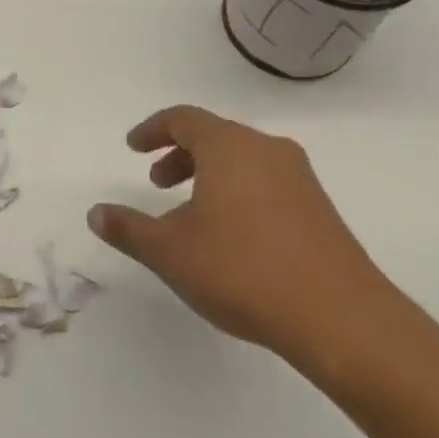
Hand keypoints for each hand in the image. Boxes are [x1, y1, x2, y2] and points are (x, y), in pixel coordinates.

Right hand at [88, 105, 396, 371]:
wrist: (341, 318)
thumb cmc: (243, 271)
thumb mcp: (170, 252)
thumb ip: (129, 229)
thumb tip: (96, 213)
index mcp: (229, 147)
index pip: (183, 119)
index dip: (152, 129)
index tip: (133, 148)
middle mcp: (266, 150)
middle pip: (214, 136)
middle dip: (179, 154)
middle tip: (156, 182)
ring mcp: (299, 178)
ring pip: (242, 160)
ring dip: (208, 175)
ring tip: (190, 213)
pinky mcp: (320, 208)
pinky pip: (266, 182)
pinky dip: (237, 191)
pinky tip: (231, 235)